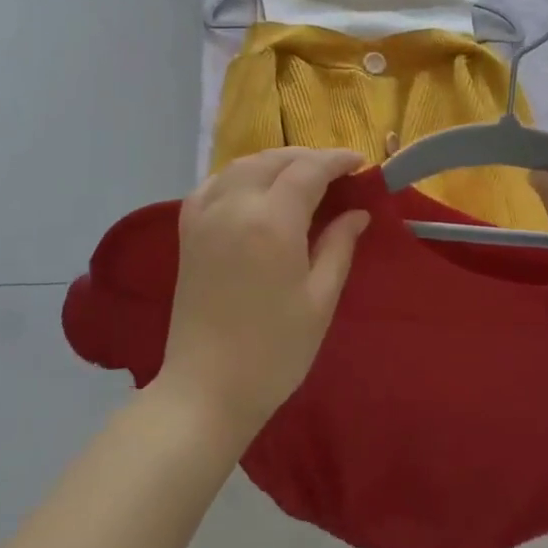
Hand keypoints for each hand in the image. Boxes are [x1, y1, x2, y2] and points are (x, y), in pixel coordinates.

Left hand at [157, 148, 370, 444]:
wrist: (206, 389)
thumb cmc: (273, 352)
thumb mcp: (319, 300)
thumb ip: (339, 247)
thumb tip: (357, 212)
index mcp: (272, 221)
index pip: (307, 170)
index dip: (336, 160)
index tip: (359, 162)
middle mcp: (235, 205)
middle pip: (274, 160)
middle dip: (308, 157)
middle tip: (336, 172)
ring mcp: (207, 214)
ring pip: (243, 165)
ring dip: (275, 161)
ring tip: (301, 175)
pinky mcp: (188, 229)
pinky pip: (215, 183)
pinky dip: (240, 174)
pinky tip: (254, 188)